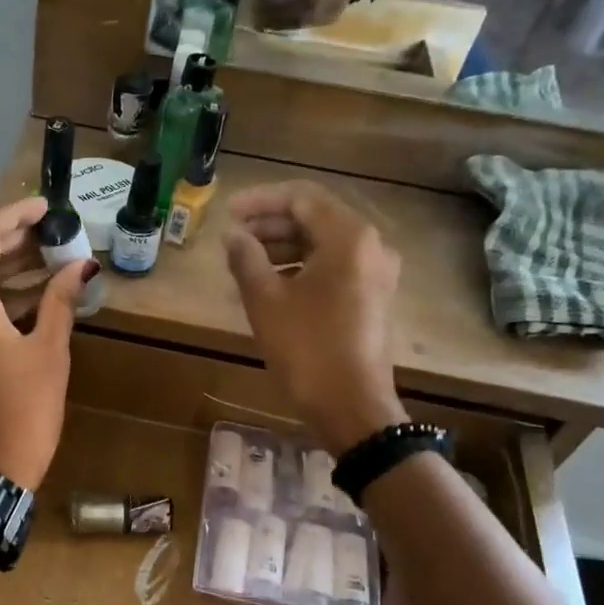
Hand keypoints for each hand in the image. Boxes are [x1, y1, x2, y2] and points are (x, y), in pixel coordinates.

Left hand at [0, 197, 95, 489]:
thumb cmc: (23, 413)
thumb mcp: (49, 354)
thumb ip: (60, 301)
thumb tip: (81, 267)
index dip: (14, 214)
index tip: (47, 209)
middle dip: (12, 240)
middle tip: (54, 236)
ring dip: (6, 268)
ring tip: (51, 262)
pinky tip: (32, 298)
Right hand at [223, 182, 408, 453]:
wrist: (351, 406)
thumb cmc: (307, 348)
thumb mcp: (265, 301)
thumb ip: (246, 259)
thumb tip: (234, 236)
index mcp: (348, 237)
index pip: (301, 198)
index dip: (260, 201)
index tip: (227, 213)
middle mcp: (370, 246)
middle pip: (315, 219)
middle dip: (271, 225)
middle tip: (233, 239)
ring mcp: (376, 273)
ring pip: (324, 245)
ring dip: (283, 248)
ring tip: (245, 263)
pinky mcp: (372, 298)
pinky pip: (333, 268)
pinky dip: (301, 268)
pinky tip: (271, 285)